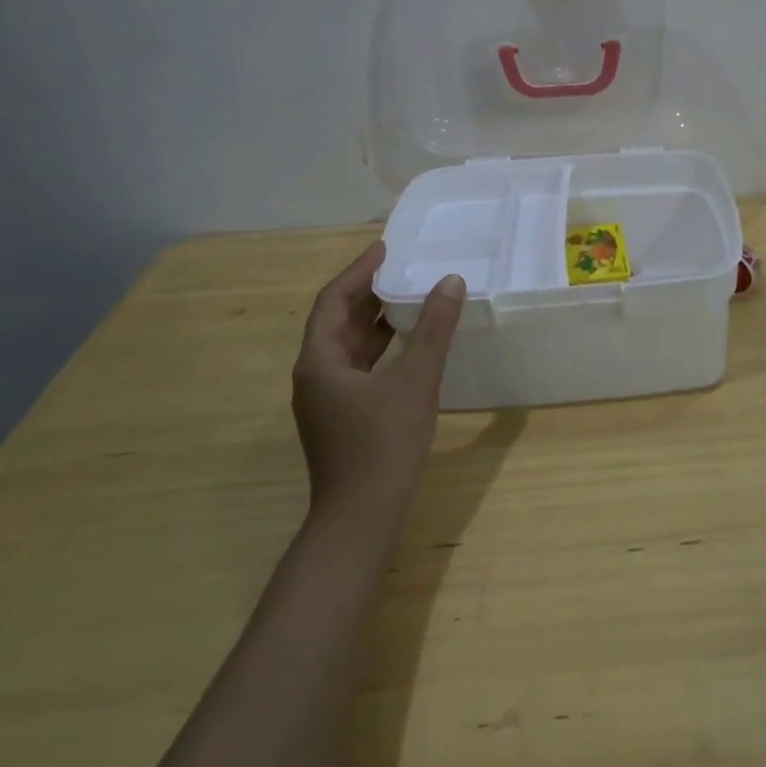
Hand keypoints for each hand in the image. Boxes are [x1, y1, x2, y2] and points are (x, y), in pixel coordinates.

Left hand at [291, 240, 465, 508]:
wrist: (361, 519)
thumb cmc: (384, 443)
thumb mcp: (416, 379)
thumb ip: (433, 329)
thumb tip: (451, 282)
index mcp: (319, 361)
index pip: (334, 301)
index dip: (358, 271)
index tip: (385, 248)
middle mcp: (314, 376)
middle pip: (337, 322)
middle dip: (368, 292)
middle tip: (402, 268)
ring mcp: (326, 400)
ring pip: (348, 346)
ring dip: (375, 321)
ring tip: (409, 297)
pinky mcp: (341, 418)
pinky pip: (358, 367)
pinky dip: (380, 348)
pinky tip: (407, 345)